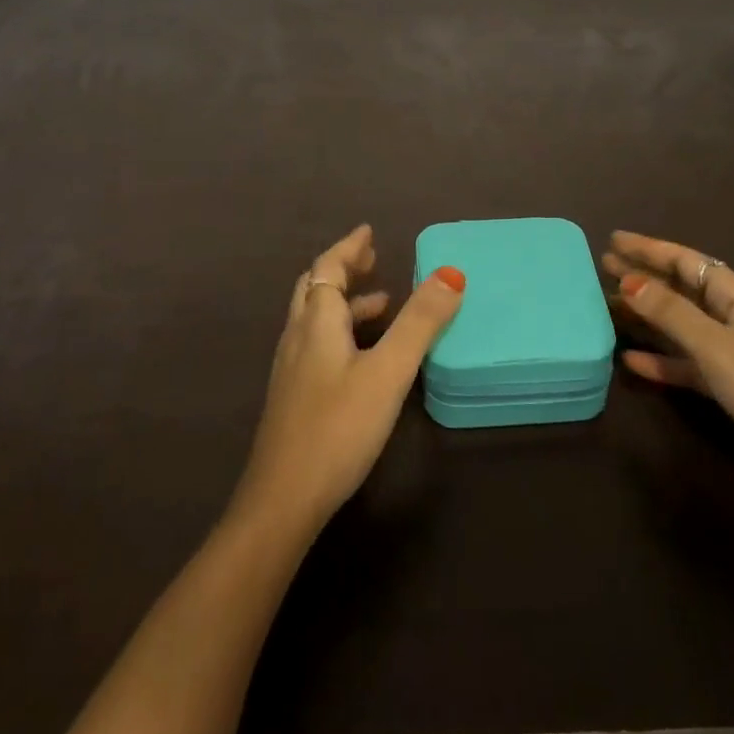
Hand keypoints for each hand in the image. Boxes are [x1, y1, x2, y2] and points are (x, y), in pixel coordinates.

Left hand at [233, 225, 466, 533]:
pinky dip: (342, 331)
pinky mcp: (295, 398)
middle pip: (316, 288)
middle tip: (372, 258)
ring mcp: (292, 370)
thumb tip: (450, 273)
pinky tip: (363, 357)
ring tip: (381, 303)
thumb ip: (420, 323)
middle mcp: (298, 337)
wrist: (282, 502)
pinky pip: (318, 344)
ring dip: (346, 302)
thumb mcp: (388, 372)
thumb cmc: (337, 428)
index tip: (369, 232)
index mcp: (316, 322)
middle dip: (344, 268)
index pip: (329, 268)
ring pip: (316, 318)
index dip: (349, 247)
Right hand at [605, 231, 733, 518]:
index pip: (686, 261)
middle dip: (644, 276)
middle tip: (603, 266)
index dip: (649, 249)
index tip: (613, 239)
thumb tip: (629, 280)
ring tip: (609, 306)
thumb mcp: (718, 348)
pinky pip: (688, 364)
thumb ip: (671, 314)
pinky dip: (662, 360)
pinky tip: (631, 361)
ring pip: (681, 325)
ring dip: (647, 316)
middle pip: (682, 289)